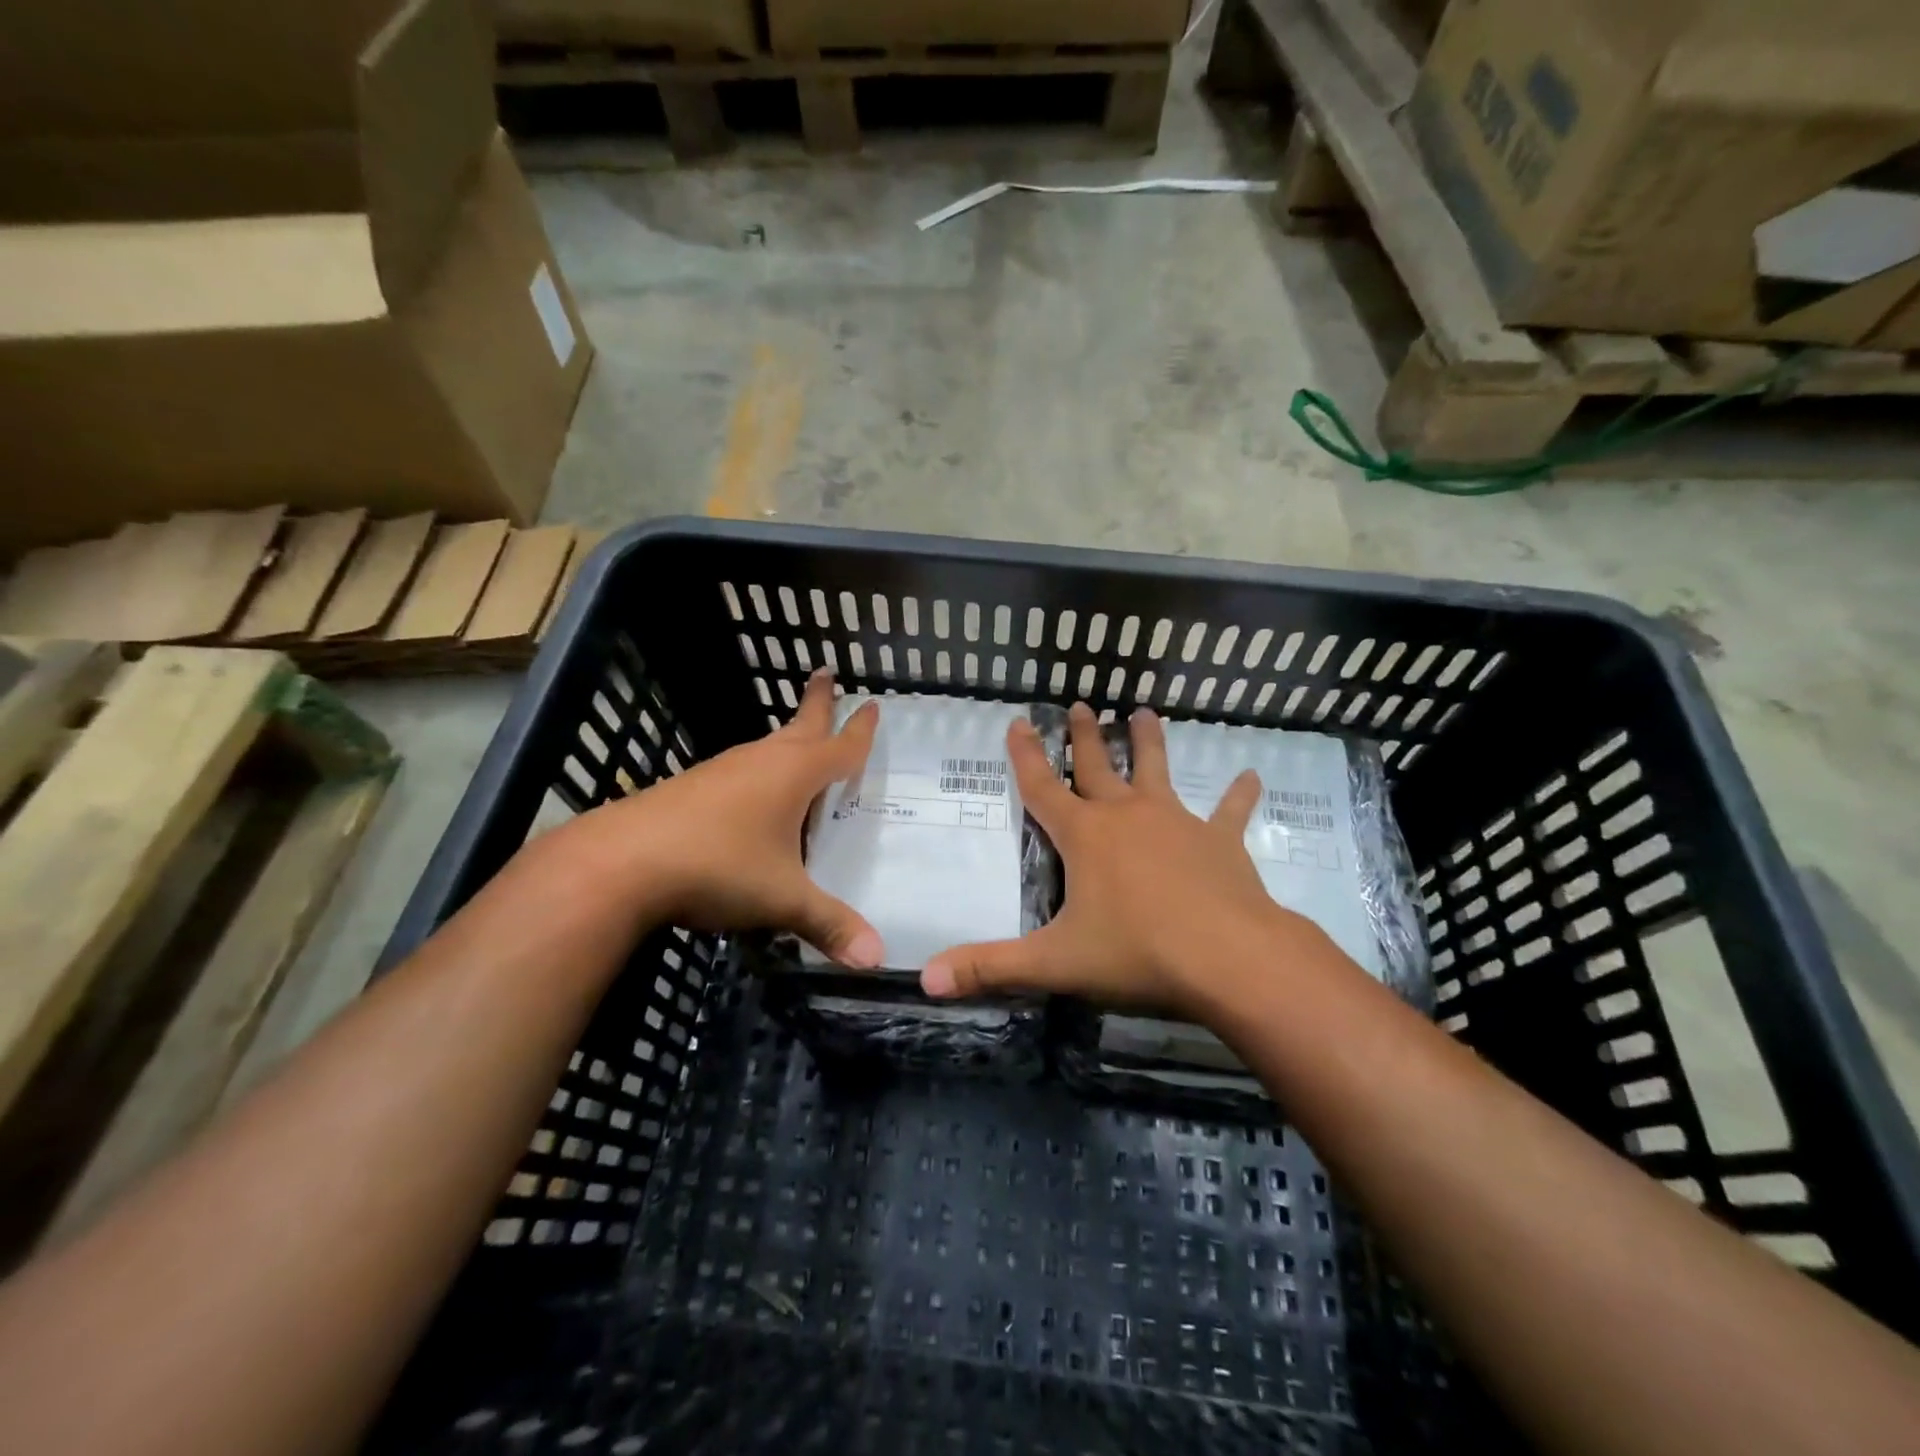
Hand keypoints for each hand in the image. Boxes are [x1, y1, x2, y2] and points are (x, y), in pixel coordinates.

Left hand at [578, 669, 884, 966]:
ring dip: (787, 740)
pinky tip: (753, 798)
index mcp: (794, 774)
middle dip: (817, 702)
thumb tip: (878, 961)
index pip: (840, 746)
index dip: (860, 730)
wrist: (620, 863)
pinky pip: (740, 772)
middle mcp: (761, 762)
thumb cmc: (717, 866)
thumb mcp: (782, 899)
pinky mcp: (692, 789)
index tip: (872, 705)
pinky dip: (759, 773)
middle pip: (799, 725)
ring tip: (800, 745)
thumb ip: (830, 925)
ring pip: (766, 748)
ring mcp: (721, 772)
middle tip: (825, 674)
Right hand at [922, 702, 1323, 1012]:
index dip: (1025, 755)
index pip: (1042, 787)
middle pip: (1098, 767)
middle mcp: (1127, 816)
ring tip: (1145, 713)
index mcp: (1085, 836)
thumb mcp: (1055, 963)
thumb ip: (989, 967)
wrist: (1229, 959)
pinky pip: (1229, 812)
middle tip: (1082, 705)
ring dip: (1149, 742)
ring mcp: (1177, 823)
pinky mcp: (1220, 842)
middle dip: (1086, 737)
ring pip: (1158, 771)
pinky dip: (1238, 795)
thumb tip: (925, 978)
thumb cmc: (1137, 953)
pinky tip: (1252, 776)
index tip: (1019, 721)